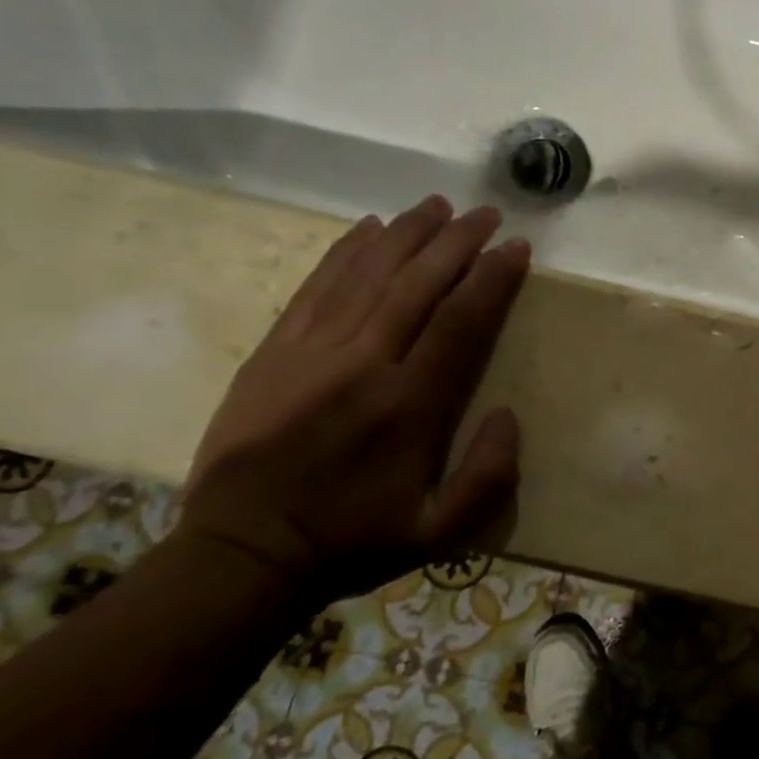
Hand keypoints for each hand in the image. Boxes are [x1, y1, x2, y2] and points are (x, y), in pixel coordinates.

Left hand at [180, 196, 530, 601]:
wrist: (242, 553)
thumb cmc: (353, 541)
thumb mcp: (440, 533)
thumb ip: (489, 476)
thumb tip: (508, 413)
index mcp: (408, 406)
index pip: (459, 321)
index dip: (492, 278)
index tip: (516, 248)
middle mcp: (363, 364)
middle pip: (417, 285)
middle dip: (457, 242)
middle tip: (486, 213)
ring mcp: (311, 352)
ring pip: (367, 275)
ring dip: (407, 234)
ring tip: (437, 205)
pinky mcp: (274, 351)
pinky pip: (315, 287)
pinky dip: (345, 252)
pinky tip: (369, 228)